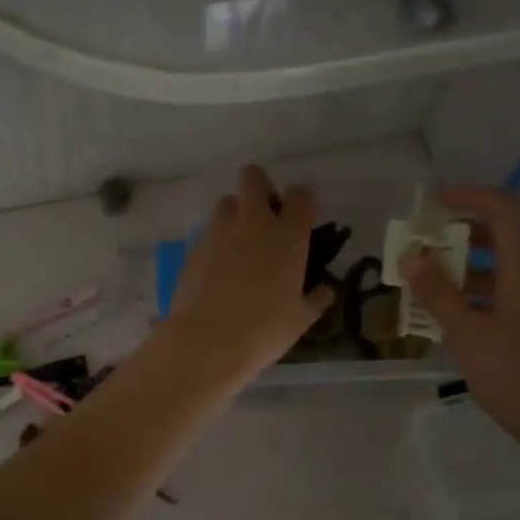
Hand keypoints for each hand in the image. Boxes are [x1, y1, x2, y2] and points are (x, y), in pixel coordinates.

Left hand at [161, 166, 334, 387]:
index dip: (302, 201)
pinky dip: (216, 240)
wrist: (207, 342)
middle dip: (260, 187)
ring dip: (235, 212)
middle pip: (253, 178)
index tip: (301, 217)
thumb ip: (316, 299)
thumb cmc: (264, 331)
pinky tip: (218, 268)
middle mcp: (253, 223)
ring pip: (226, 201)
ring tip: (239, 242)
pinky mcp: (194, 247)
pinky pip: (208, 231)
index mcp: (287, 236)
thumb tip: (325, 290)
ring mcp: (219, 232)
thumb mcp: (300, 320)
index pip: (301, 195)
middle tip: (266, 216)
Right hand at [403, 187, 519, 463]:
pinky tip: (463, 312)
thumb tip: (410, 257)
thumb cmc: (515, 377)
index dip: (467, 196)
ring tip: (434, 283)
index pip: (502, 209)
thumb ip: (437, 292)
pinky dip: (489, 285)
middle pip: (506, 234)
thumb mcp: (467, 335)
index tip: (432, 203)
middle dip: (462, 233)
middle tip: (426, 246)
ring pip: (512, 262)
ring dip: (472, 263)